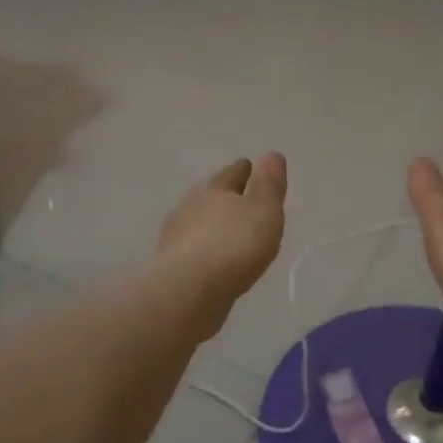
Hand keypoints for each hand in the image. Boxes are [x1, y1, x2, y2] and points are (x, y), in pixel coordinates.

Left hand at [158, 154, 288, 321]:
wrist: (191, 288)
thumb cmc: (235, 243)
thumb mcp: (264, 210)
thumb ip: (269, 184)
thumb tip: (272, 154)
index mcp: (214, 189)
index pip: (231, 173)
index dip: (243, 170)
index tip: (248, 166)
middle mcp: (189, 206)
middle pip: (209, 195)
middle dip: (222, 196)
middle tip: (237, 199)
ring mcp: (176, 236)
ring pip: (196, 222)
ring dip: (209, 224)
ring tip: (225, 232)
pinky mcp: (170, 265)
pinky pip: (191, 249)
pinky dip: (202, 250)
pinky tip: (211, 260)